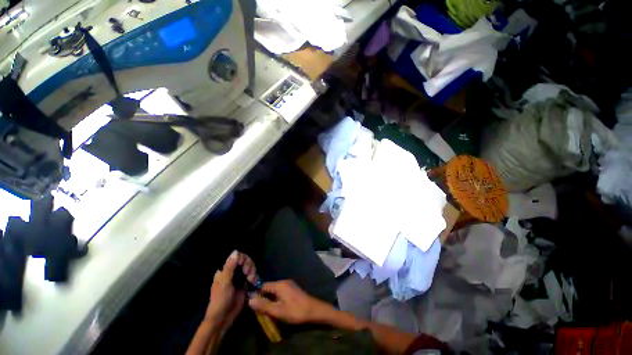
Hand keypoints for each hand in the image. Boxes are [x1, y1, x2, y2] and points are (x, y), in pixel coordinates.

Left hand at [205, 250, 257, 332]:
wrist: (223, 319)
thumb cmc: (220, 301)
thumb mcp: (224, 283)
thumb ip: (230, 267)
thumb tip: (235, 251)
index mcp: (225, 270)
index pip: (237, 257)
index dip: (243, 259)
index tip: (244, 267)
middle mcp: (233, 272)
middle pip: (245, 260)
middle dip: (249, 266)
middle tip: (248, 275)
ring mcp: (240, 278)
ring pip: (250, 267)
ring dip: (252, 272)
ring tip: (251, 281)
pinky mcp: (245, 284)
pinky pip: (252, 276)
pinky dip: (255, 277)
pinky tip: (254, 282)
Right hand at [248, 280, 333, 323]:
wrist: (313, 310)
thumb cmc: (295, 311)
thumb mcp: (278, 310)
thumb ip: (264, 305)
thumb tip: (250, 300)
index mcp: (279, 285)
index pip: (263, 286)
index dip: (257, 294)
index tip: (253, 304)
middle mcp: (284, 281)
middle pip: (269, 287)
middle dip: (263, 297)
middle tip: (260, 310)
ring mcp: (289, 284)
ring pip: (275, 290)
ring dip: (270, 298)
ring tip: (268, 309)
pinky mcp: (293, 288)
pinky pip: (280, 291)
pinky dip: (276, 298)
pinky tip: (277, 306)